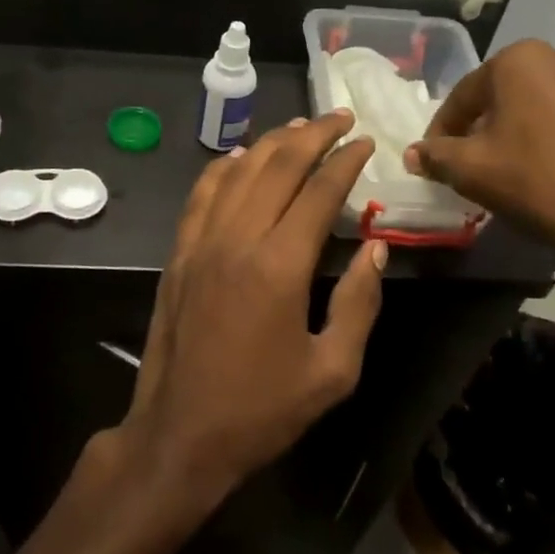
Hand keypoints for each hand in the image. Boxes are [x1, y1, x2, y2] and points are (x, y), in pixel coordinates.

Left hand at [116, 113, 386, 505]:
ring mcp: (201, 243)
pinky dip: (224, 168)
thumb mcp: (332, 371)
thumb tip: (376, 248)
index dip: (346, 161)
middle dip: (314, 135)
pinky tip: (240, 158)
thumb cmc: (262, 411)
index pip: (319, 192)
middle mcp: (238, 239)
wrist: (181, 435)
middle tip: (341, 118)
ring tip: (300, 127)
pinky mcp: (179, 254)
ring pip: (239, 171)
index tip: (367, 141)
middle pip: (278, 166)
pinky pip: (202, 194)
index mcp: (280, 266)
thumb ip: (359, 303)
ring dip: (272, 143)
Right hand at [405, 42, 554, 275]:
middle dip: (485, 126)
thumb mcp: (471, 170)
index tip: (434, 158)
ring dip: (523, 130)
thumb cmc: (537, 180)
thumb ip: (436, 155)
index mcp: (521, 60)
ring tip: (516, 168)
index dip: (443, 130)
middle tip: (472, 162)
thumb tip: (414, 154)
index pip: (465, 95)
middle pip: (506, 95)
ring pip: (544, 106)